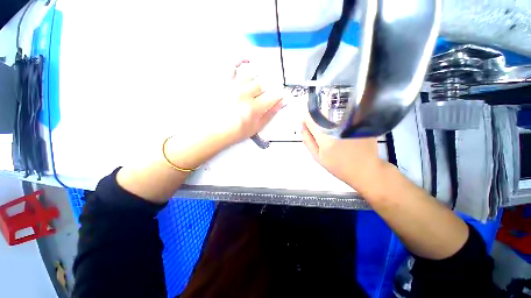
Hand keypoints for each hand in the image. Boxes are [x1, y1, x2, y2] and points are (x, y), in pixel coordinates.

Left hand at [218, 60, 283, 145]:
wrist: (214, 131)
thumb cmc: (234, 132)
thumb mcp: (256, 127)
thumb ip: (270, 114)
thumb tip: (280, 103)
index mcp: (253, 108)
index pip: (273, 95)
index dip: (279, 94)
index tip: (279, 95)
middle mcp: (244, 95)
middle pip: (262, 85)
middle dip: (264, 91)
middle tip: (260, 98)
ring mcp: (232, 86)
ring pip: (251, 75)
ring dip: (254, 82)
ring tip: (250, 90)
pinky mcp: (223, 81)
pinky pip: (232, 64)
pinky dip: (240, 59)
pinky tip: (247, 60)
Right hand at [301, 115, 389, 198]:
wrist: (365, 170)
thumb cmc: (339, 166)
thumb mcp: (318, 157)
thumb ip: (308, 141)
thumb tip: (302, 126)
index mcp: (325, 138)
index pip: (311, 119)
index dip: (307, 119)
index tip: (307, 123)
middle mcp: (338, 127)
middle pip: (322, 112)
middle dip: (317, 118)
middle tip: (321, 130)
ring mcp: (351, 123)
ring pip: (334, 112)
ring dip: (328, 116)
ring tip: (332, 129)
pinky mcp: (361, 122)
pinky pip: (346, 114)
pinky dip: (340, 117)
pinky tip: (343, 128)